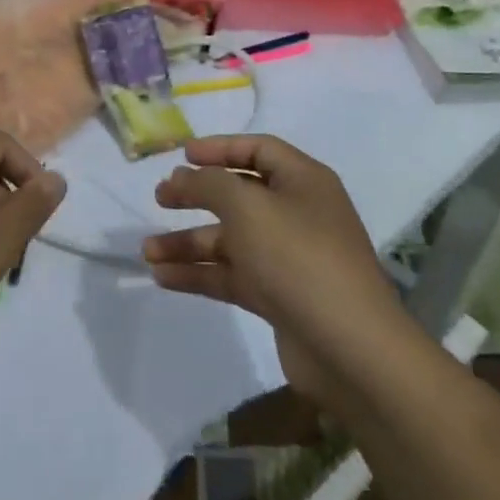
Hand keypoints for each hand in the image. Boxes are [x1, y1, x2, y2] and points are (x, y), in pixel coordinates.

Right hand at [142, 135, 401, 402]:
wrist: (351, 350)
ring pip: (230, 240)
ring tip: (148, 251)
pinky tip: (164, 277)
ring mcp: (289, 258)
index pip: (258, 150)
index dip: (219, 149)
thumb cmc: (298, 258)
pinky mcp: (279, 297)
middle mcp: (297, 214)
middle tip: (160, 199)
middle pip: (239, 195)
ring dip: (189, 242)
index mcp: (303, 181)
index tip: (182, 156)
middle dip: (196, 195)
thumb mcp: (247, 207)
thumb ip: (208, 184)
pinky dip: (199, 274)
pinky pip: (232, 275)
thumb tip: (182, 176)